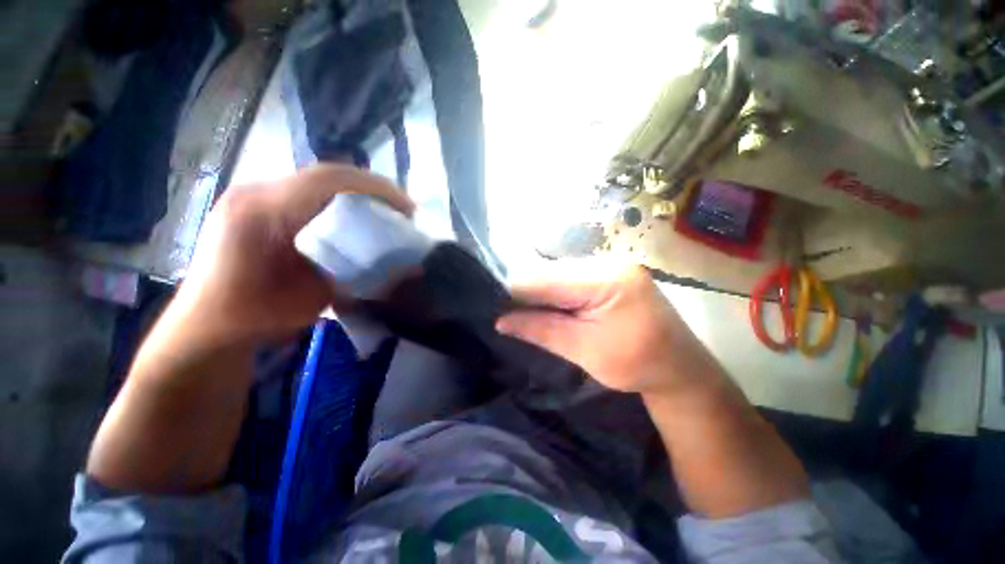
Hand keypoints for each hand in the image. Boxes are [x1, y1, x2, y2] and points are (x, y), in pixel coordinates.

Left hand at [174, 165, 413, 344]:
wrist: (208, 325)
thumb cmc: (259, 315)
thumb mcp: (316, 295)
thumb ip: (361, 274)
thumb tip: (411, 268)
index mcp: (265, 211)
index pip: (330, 180)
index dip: (376, 188)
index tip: (407, 208)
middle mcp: (255, 192)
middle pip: (325, 175)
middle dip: (371, 188)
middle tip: (400, 209)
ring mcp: (252, 195)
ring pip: (316, 181)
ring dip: (355, 193)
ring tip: (383, 210)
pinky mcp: (254, 204)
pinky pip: (304, 192)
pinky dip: (336, 200)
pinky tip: (351, 216)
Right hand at [497, 259, 720, 396]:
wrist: (680, 367)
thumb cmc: (637, 365)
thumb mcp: (584, 351)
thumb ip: (541, 330)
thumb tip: (500, 321)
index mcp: (605, 280)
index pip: (544, 278)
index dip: (515, 293)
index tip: (495, 309)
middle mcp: (606, 261)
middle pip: (549, 272)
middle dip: (526, 293)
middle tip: (508, 314)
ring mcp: (609, 264)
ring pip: (556, 273)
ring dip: (540, 293)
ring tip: (526, 313)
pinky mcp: (608, 272)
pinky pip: (569, 277)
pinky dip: (555, 292)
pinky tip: (549, 307)